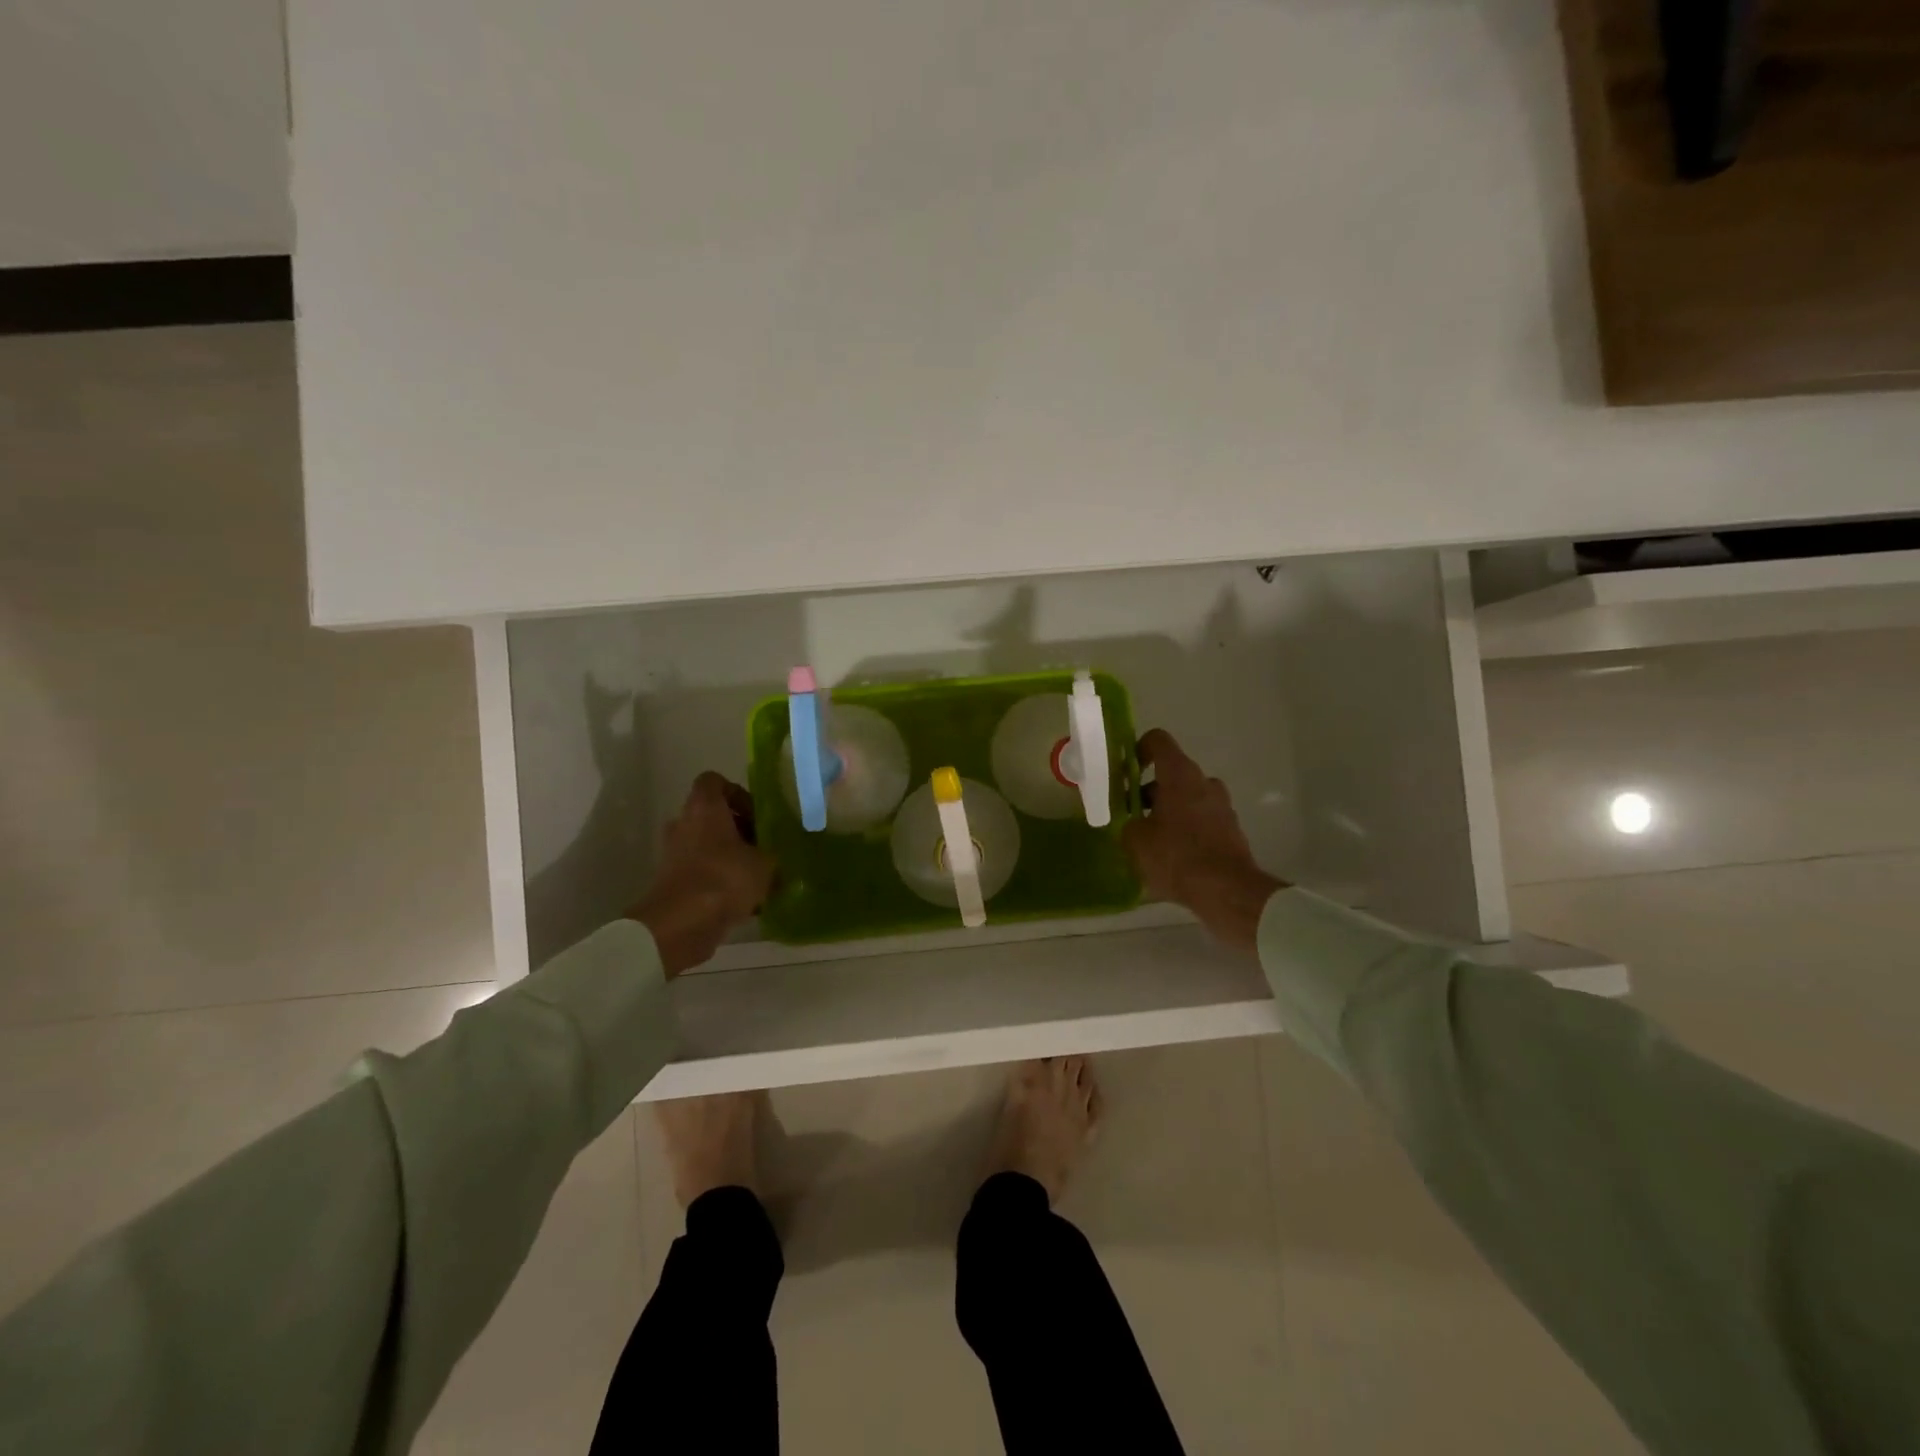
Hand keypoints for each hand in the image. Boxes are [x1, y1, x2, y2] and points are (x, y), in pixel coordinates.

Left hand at [629, 773, 774, 976]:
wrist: (679, 925)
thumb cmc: (724, 879)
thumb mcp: (765, 864)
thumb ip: (773, 855)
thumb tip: (775, 858)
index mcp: (704, 808)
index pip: (714, 781)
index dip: (738, 793)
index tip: (757, 815)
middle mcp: (684, 824)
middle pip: (713, 816)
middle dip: (740, 830)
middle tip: (763, 849)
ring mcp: (674, 853)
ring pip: (708, 846)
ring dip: (731, 858)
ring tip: (758, 878)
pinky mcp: (673, 881)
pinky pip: (702, 871)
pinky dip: (720, 881)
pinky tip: (745, 902)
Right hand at [1121, 729, 1285, 954]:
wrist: (1227, 891)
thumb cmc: (1176, 856)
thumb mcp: (1135, 840)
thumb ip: (1128, 822)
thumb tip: (1132, 822)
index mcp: (1180, 774)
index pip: (1158, 741)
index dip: (1138, 750)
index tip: (1125, 773)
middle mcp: (1205, 782)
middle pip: (1172, 774)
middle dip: (1150, 791)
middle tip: (1131, 815)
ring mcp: (1222, 805)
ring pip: (1187, 798)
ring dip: (1168, 811)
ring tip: (1151, 839)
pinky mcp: (1231, 829)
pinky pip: (1201, 819)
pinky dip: (1186, 829)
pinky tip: (1172, 855)